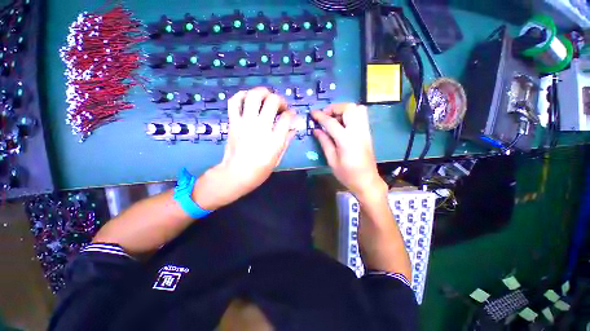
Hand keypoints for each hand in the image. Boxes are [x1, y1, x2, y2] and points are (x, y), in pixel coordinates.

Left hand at [193, 88, 295, 209]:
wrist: (236, 174)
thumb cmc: (260, 169)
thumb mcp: (278, 157)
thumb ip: (287, 140)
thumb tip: (293, 127)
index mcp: (274, 139)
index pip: (287, 117)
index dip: (291, 113)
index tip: (291, 114)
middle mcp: (261, 127)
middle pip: (272, 101)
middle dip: (279, 100)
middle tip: (280, 106)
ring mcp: (245, 123)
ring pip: (254, 96)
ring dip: (263, 92)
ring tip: (266, 97)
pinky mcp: (233, 122)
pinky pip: (235, 102)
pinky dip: (242, 95)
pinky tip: (248, 98)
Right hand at [311, 104, 386, 201]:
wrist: (366, 181)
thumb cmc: (347, 174)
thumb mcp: (332, 160)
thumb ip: (324, 142)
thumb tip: (315, 130)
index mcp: (346, 140)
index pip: (331, 122)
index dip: (320, 116)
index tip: (312, 113)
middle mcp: (358, 131)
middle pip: (348, 108)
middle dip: (334, 108)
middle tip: (325, 116)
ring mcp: (365, 131)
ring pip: (357, 108)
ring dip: (344, 109)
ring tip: (334, 118)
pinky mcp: (368, 132)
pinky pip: (361, 115)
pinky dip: (351, 113)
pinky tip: (343, 123)